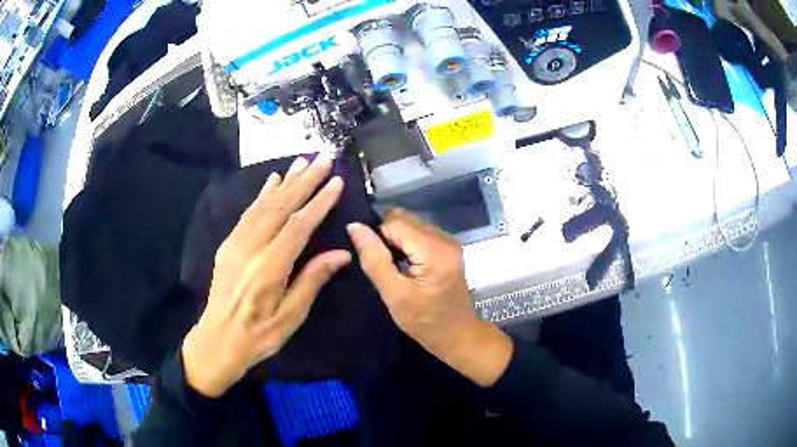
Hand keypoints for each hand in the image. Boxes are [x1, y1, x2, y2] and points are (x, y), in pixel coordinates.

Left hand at [182, 156, 350, 397]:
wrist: (217, 340)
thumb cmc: (259, 335)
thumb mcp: (291, 317)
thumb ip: (312, 281)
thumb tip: (341, 254)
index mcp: (269, 268)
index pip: (299, 226)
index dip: (319, 202)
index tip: (336, 181)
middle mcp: (251, 248)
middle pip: (281, 207)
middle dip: (305, 181)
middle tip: (324, 159)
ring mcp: (236, 243)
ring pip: (264, 205)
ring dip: (285, 181)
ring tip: (303, 161)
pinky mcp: (228, 245)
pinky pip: (248, 213)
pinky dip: (262, 194)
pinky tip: (272, 180)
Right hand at [347, 210, 512, 386]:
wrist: (457, 335)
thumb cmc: (424, 321)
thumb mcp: (394, 294)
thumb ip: (374, 259)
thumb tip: (354, 227)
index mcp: (434, 249)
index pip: (394, 223)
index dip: (377, 237)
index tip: (374, 261)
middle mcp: (445, 238)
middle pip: (405, 220)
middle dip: (387, 237)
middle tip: (383, 265)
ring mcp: (449, 242)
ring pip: (412, 225)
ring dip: (397, 240)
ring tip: (394, 267)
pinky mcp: (449, 248)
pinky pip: (421, 234)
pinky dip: (408, 244)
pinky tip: (406, 266)